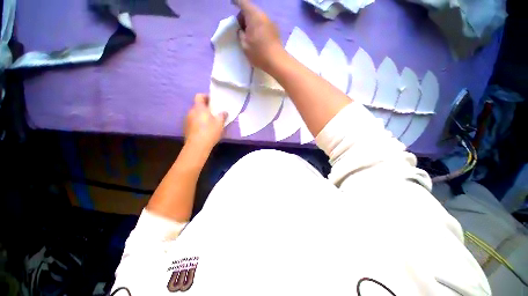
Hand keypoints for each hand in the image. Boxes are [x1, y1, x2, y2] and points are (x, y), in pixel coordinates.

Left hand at [184, 94, 226, 151]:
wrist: (197, 146)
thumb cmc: (210, 131)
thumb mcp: (220, 123)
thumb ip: (222, 116)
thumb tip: (224, 112)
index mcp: (199, 108)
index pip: (199, 96)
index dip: (206, 96)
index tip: (213, 101)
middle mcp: (191, 112)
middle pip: (197, 106)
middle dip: (205, 108)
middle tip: (214, 113)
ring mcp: (187, 120)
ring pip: (195, 114)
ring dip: (201, 116)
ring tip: (209, 122)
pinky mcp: (186, 128)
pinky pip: (193, 121)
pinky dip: (198, 122)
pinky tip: (204, 129)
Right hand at [237, 0, 283, 71]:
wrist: (277, 61)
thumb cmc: (259, 53)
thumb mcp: (244, 45)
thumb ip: (240, 34)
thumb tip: (241, 30)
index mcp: (254, 16)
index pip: (243, 2)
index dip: (236, 2)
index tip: (232, 3)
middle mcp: (263, 15)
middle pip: (251, 10)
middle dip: (244, 16)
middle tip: (240, 28)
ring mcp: (271, 22)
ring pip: (258, 18)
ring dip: (251, 23)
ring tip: (248, 35)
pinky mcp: (275, 30)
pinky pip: (264, 24)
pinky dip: (258, 28)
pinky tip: (257, 38)